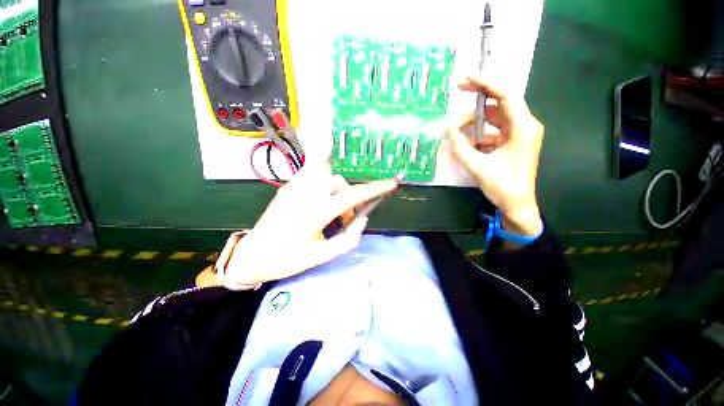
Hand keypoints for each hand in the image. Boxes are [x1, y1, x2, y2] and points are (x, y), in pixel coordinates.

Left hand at [214, 163, 397, 289]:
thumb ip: (349, 238)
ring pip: (328, 177)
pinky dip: (324, 189)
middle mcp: (306, 193)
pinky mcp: (288, 187)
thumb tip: (362, 219)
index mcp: (316, 212)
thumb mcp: (323, 255)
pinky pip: (314, 179)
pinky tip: (318, 205)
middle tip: (343, 220)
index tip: (391, 182)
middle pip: (340, 183)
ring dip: (336, 192)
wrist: (253, 255)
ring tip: (330, 213)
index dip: (375, 188)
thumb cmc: (287, 259)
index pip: (353, 195)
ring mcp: (295, 187)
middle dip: (348, 198)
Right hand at [445, 76, 543, 235]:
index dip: (487, 83)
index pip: (506, 95)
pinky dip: (479, 131)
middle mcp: (524, 126)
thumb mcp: (477, 166)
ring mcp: (518, 134)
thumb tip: (447, 127)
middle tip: (459, 90)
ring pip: (495, 116)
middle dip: (480, 95)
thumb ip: (460, 146)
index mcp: (522, 128)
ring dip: (476, 118)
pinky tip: (466, 140)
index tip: (467, 78)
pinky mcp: (512, 142)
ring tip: (457, 126)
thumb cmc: (502, 186)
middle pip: (501, 101)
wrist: (517, 205)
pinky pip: (493, 129)